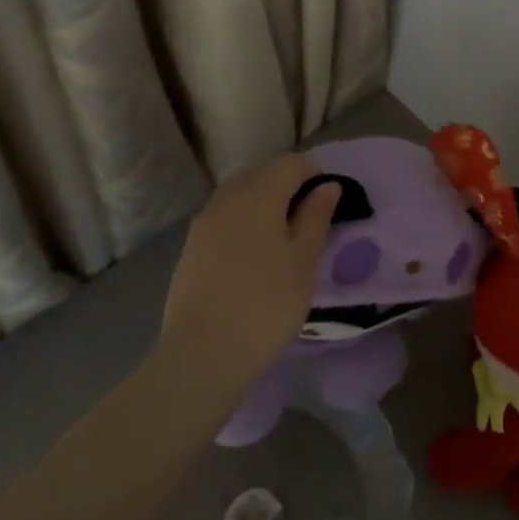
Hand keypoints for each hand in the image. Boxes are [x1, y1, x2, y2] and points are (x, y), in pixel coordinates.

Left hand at [159, 154, 341, 392]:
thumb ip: (317, 217)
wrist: (202, 355)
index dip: (313, 174)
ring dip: (262, 201)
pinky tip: (252, 253)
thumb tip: (327, 186)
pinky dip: (242, 220)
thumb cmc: (266, 305)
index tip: (327, 202)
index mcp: (259, 195)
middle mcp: (227, 199)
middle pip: (261, 173)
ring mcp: (204, 223)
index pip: (290, 163)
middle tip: (307, 218)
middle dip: (286, 184)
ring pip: (239, 193)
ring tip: (280, 236)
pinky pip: (222, 216)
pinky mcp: (190, 248)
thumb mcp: (305, 261)